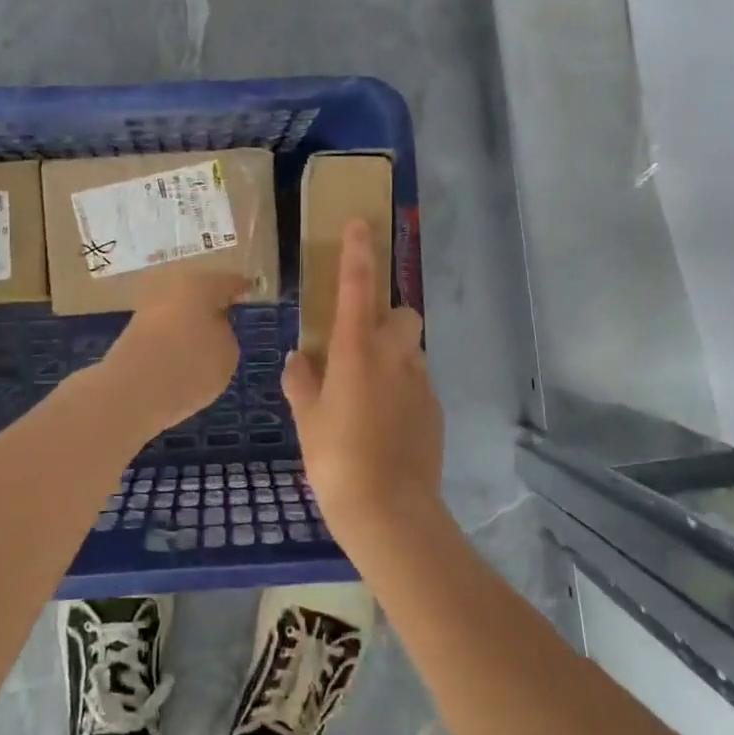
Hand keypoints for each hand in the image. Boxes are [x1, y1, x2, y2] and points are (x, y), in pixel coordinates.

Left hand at [97, 270, 247, 435]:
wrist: (130, 392)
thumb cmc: (190, 366)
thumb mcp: (228, 353)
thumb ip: (226, 333)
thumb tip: (213, 327)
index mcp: (201, 284)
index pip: (229, 281)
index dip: (242, 288)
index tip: (251, 291)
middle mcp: (172, 287)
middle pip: (200, 291)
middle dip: (213, 303)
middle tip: (231, 317)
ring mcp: (149, 307)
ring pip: (180, 309)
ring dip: (193, 320)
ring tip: (209, 340)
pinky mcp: (133, 331)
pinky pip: (165, 328)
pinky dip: (176, 336)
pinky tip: (185, 353)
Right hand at [283, 220, 443, 543]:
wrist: (389, 510)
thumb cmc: (336, 459)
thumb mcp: (307, 419)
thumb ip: (302, 382)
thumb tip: (299, 359)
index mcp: (357, 350)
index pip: (358, 286)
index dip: (358, 252)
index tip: (362, 224)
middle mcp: (394, 356)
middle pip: (402, 314)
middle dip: (386, 317)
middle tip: (360, 344)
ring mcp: (420, 383)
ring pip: (411, 351)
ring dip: (393, 356)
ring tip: (367, 392)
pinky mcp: (434, 409)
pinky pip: (417, 383)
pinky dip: (402, 388)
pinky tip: (384, 422)